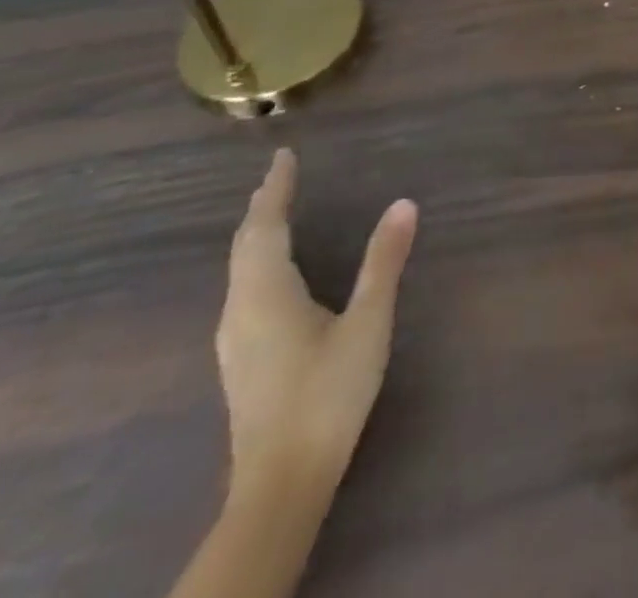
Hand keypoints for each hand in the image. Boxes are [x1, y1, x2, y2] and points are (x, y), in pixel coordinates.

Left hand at [216, 150, 418, 498]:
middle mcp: (239, 309)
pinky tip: (272, 273)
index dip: (276, 189)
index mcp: (265, 293)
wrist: (282, 481)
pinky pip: (243, 288)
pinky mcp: (240, 359)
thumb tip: (404, 204)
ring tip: (274, 213)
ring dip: (257, 234)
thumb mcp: (368, 322)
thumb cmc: (328, 392)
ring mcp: (234, 338)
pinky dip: (257, 260)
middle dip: (262, 208)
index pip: (265, 227)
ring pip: (239, 270)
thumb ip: (384, 262)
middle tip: (279, 177)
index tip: (284, 156)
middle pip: (245, 246)